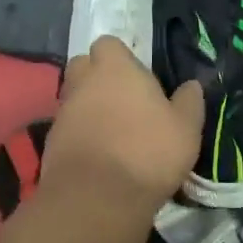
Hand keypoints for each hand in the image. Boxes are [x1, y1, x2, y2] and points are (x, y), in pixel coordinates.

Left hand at [44, 36, 203, 209]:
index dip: (121, 57)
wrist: (96, 198)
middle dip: (97, 76)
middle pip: (83, 65)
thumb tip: (192, 86)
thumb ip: (189, 102)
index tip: (137, 76)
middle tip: (122, 98)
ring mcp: (63, 111)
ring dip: (88, 106)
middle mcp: (83, 82)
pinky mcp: (50, 140)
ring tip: (112, 129)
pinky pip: (67, 126)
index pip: (108, 43)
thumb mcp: (186, 128)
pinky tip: (98, 153)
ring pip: (74, 96)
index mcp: (115, 68)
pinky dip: (79, 133)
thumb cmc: (148, 152)